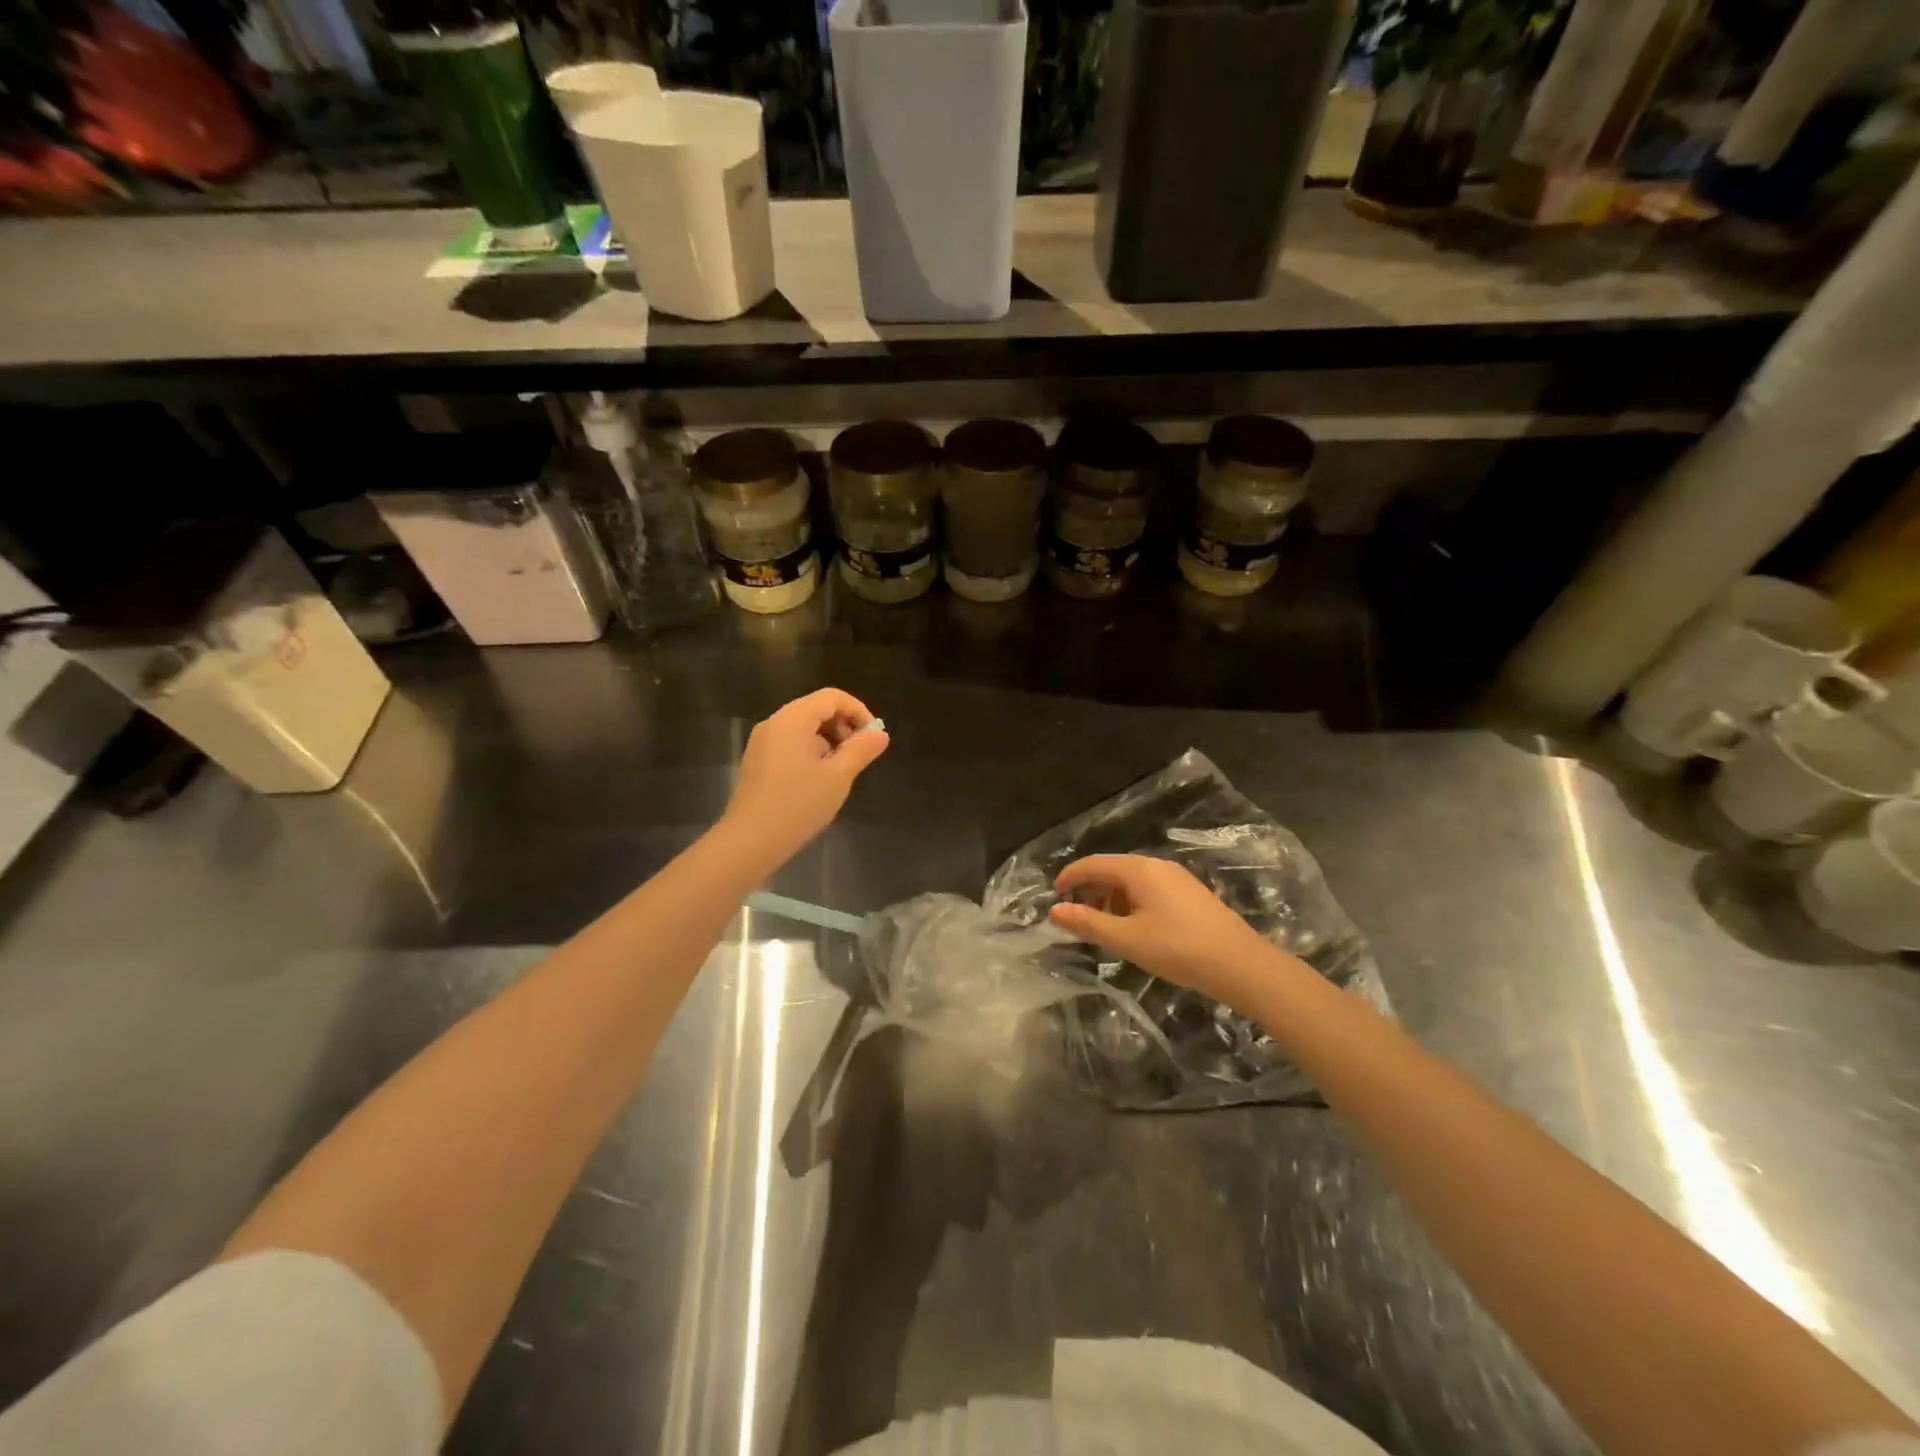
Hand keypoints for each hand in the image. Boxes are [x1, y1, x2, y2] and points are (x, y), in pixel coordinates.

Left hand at [722, 688, 888, 865]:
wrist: (751, 841)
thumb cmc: (798, 804)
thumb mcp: (838, 776)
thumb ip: (861, 750)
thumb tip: (880, 733)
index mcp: (793, 719)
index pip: (832, 697)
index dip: (858, 711)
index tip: (874, 737)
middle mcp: (774, 723)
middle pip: (816, 709)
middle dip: (843, 727)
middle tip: (858, 756)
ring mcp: (762, 743)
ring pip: (804, 729)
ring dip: (828, 742)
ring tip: (840, 773)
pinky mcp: (758, 762)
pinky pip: (790, 745)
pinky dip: (811, 753)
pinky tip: (818, 782)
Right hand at [1049, 854, 1296, 1007]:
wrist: (1241, 965)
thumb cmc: (1178, 949)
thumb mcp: (1126, 939)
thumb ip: (1089, 923)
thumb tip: (1055, 910)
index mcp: (1139, 869)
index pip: (1093, 863)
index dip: (1070, 877)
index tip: (1054, 895)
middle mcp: (1157, 866)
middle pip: (1113, 869)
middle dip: (1091, 890)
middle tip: (1078, 917)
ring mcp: (1177, 879)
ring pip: (1132, 881)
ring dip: (1111, 899)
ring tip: (1105, 928)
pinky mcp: (1190, 894)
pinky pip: (1150, 890)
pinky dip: (1131, 903)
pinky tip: (1135, 930)